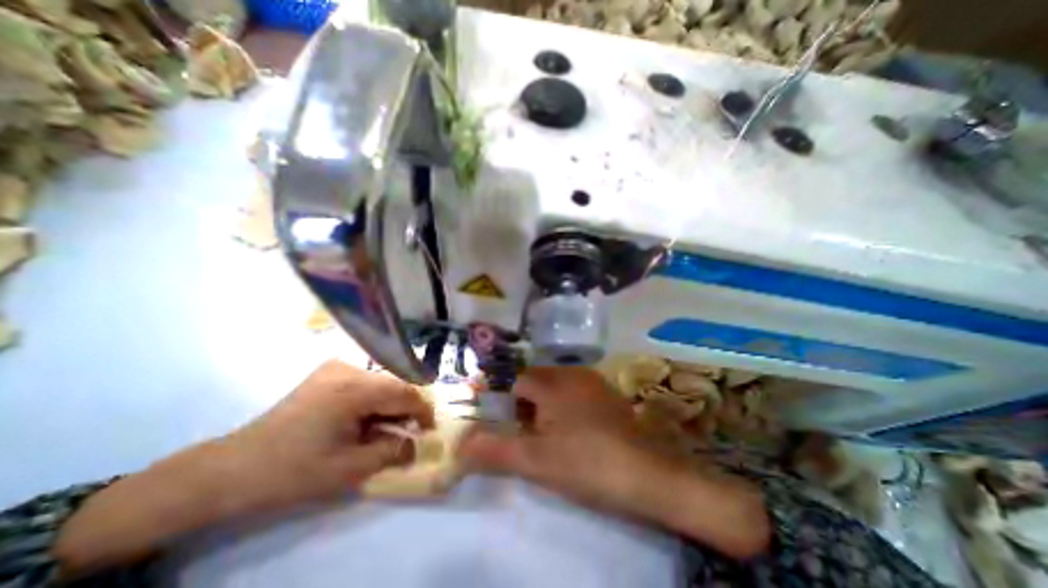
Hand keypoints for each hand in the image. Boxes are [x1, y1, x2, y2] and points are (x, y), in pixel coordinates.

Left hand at [56, 361, 430, 575]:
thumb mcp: (350, 468)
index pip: (406, 392)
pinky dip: (374, 398)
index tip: (429, 429)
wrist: (234, 467)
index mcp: (355, 388)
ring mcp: (337, 366)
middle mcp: (349, 368)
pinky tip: (365, 418)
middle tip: (407, 432)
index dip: (423, 410)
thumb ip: (393, 452)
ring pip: (382, 381)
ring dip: (389, 403)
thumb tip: (417, 444)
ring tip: (383, 428)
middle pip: (395, 383)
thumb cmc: (293, 470)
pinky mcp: (328, 371)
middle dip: (405, 408)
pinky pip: (366, 380)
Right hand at [460, 369, 674, 511]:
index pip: (517, 382)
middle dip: (527, 405)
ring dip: (547, 406)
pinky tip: (577, 431)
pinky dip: (568, 406)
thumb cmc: (586, 463)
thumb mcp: (535, 462)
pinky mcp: (608, 394)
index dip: (508, 405)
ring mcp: (593, 382)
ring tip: (551, 435)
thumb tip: (460, 445)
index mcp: (552, 383)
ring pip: (558, 386)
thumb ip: (495, 451)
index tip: (510, 429)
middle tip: (530, 435)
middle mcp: (572, 374)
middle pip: (537, 381)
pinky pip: (577, 392)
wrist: (648, 474)